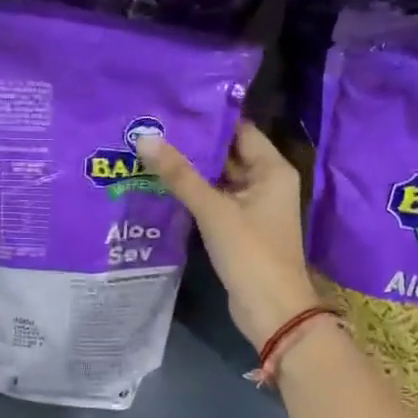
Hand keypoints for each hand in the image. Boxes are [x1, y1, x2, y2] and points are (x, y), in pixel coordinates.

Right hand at [135, 122, 318, 350]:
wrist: (272, 310)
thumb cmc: (251, 253)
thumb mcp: (214, 210)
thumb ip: (179, 175)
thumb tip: (145, 138)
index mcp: (272, 169)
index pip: (239, 130)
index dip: (208, 118)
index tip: (172, 107)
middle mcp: (266, 182)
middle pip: (227, 153)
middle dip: (192, 144)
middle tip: (152, 128)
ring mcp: (253, 207)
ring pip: (218, 179)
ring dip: (190, 170)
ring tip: (149, 151)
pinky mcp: (239, 228)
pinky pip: (215, 201)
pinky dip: (193, 194)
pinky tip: (161, 185)